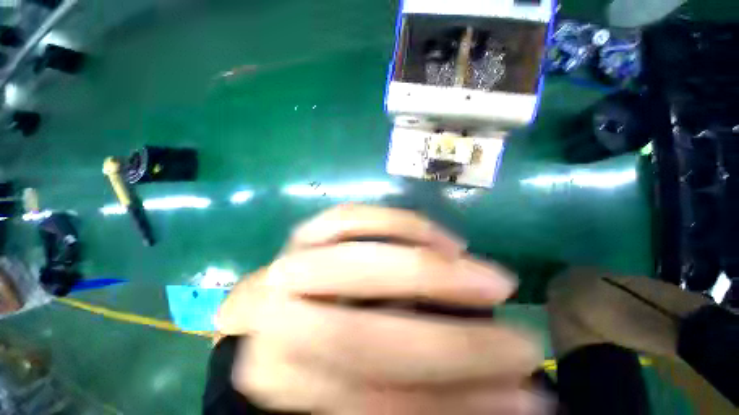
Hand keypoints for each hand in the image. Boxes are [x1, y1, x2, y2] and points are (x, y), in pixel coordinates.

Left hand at [216, 205, 546, 413]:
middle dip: (450, 343)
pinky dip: (400, 223)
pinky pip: (351, 217)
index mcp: (280, 382)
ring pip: (357, 262)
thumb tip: (516, 398)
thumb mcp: (354, 384)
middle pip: (359, 338)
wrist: (277, 305)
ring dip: (428, 270)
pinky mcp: (307, 230)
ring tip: (485, 276)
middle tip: (521, 341)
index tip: (528, 396)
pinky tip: (442, 238)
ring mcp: (290, 263)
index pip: (373, 406)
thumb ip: (425, 392)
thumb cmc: (314, 349)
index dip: (455, 406)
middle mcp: (276, 321)